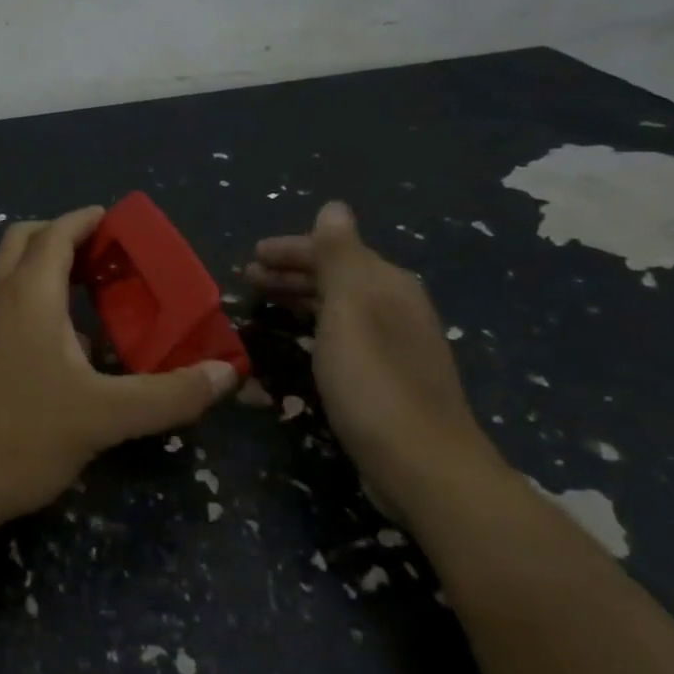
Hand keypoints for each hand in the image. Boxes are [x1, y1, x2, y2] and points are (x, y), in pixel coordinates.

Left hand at [0, 206, 240, 527]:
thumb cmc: (23, 435)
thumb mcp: (106, 416)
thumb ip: (168, 394)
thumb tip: (226, 374)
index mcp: (28, 293)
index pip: (57, 232)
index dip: (87, 219)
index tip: (119, 222)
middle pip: (25, 239)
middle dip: (64, 235)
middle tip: (105, 255)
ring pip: (9, 270)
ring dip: (45, 266)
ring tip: (90, 294)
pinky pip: (3, 301)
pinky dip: (31, 298)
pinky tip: (61, 343)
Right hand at [247, 202, 500, 521]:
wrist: (425, 467)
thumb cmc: (373, 381)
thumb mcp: (349, 308)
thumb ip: (339, 255)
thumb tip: (334, 206)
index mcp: (387, 283)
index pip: (332, 249)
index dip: (290, 249)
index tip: (251, 256)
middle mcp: (396, 306)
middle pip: (337, 275)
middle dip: (292, 271)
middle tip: (248, 278)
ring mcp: (396, 343)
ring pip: (340, 305)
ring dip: (301, 296)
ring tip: (264, 303)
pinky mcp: (390, 378)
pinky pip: (344, 334)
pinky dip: (316, 325)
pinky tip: (301, 340)